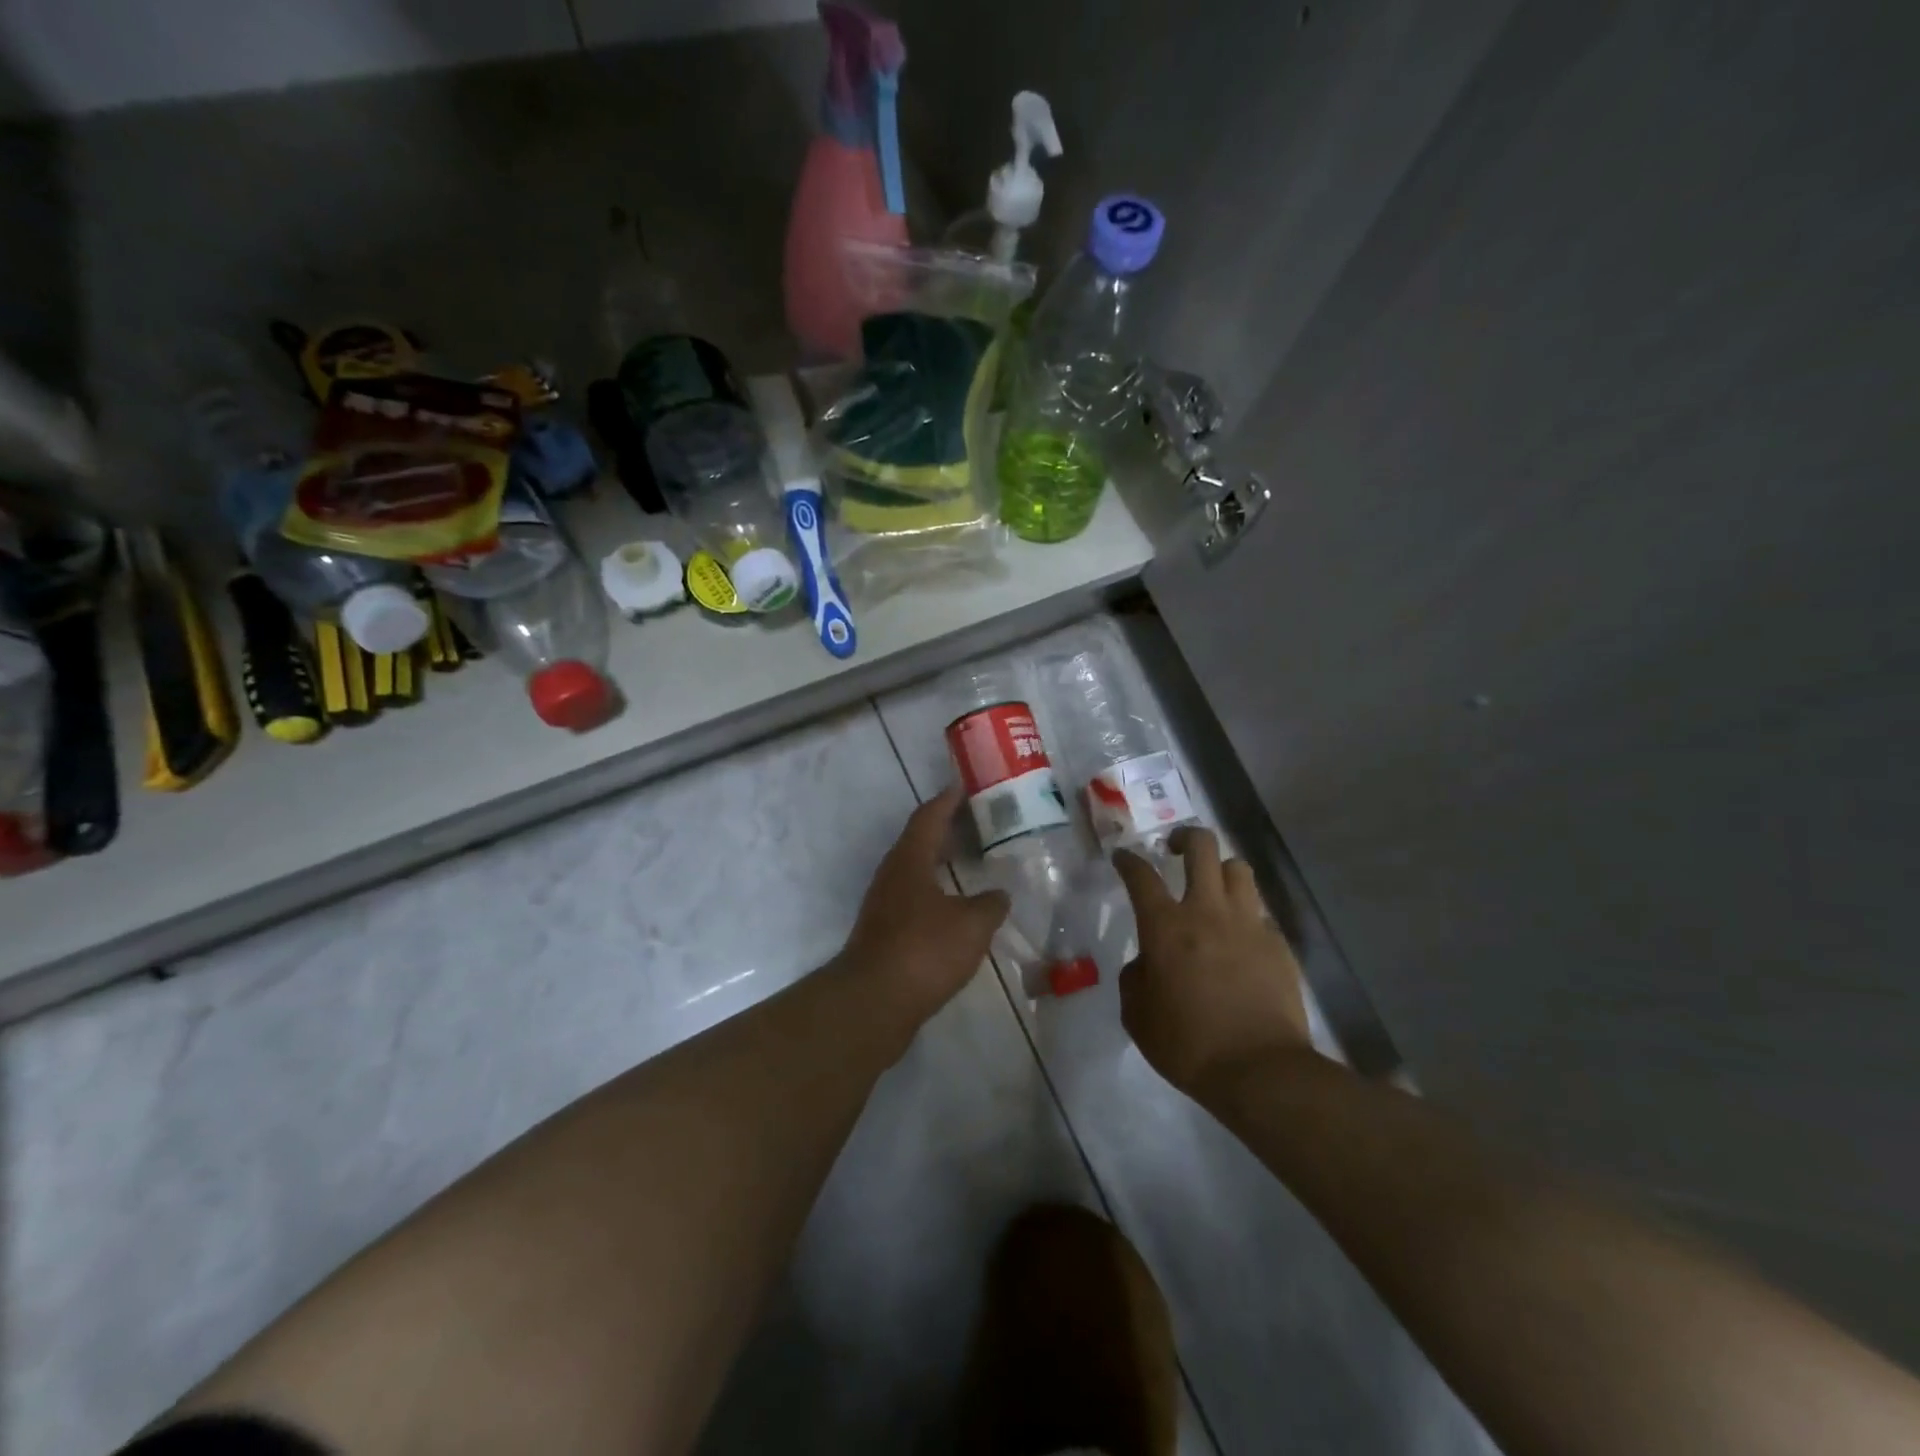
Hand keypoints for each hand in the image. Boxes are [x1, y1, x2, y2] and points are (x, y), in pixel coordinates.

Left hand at [839, 785, 1010, 1027]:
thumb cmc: (924, 950)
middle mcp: (892, 875)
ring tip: (972, 859)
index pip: (929, 816)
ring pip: (917, 870)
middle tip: (978, 820)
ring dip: (941, 861)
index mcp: (909, 860)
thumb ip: (990, 904)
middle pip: (920, 840)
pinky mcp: (885, 932)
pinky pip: (916, 897)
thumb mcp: (972, 924)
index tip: (965, 785)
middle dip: (947, 828)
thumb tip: (1000, 895)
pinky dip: (938, 891)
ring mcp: (885, 904)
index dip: (948, 799)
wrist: (875, 1002)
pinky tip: (958, 906)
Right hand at [1114, 827, 1314, 1097]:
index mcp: (1166, 926)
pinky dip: (1246, 915)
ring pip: (1238, 869)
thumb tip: (1146, 962)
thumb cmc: (1187, 1044)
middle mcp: (1207, 911)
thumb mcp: (1137, 1015)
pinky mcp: (1278, 944)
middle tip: (1175, 849)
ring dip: (1221, 870)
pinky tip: (1240, 938)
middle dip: (1185, 837)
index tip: (1123, 856)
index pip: (1141, 875)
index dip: (1128, 860)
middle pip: (1201, 847)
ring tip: (1213, 886)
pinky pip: (1260, 912)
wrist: (1259, 1070)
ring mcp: (1248, 924)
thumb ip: (1135, 978)